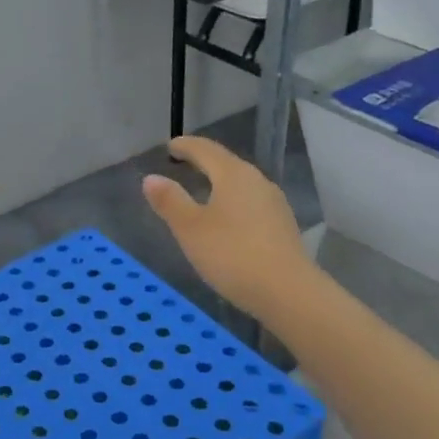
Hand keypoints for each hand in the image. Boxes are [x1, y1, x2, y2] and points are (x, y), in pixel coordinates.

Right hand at [142, 136, 311, 319]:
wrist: (287, 291)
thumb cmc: (232, 255)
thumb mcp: (190, 229)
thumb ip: (170, 201)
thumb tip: (151, 178)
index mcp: (233, 175)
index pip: (206, 150)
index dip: (186, 146)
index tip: (171, 146)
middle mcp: (258, 181)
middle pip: (227, 164)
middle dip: (204, 161)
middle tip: (184, 163)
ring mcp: (274, 203)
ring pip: (242, 184)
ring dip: (220, 182)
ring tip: (203, 189)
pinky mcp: (282, 226)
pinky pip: (251, 203)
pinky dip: (233, 202)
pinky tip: (227, 218)